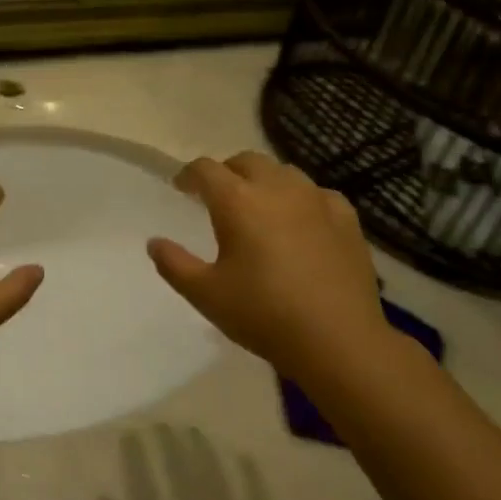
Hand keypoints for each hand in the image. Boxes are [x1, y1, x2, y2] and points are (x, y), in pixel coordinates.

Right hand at [148, 153, 394, 384]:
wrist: (337, 339)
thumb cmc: (263, 314)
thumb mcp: (206, 294)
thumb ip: (174, 264)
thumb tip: (154, 242)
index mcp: (238, 201)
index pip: (206, 170)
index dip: (189, 175)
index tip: (181, 188)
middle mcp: (277, 188)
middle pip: (246, 161)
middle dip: (227, 172)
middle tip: (217, 196)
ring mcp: (316, 199)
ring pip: (284, 172)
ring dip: (264, 181)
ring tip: (258, 206)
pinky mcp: (346, 217)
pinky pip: (317, 193)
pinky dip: (301, 199)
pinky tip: (301, 221)